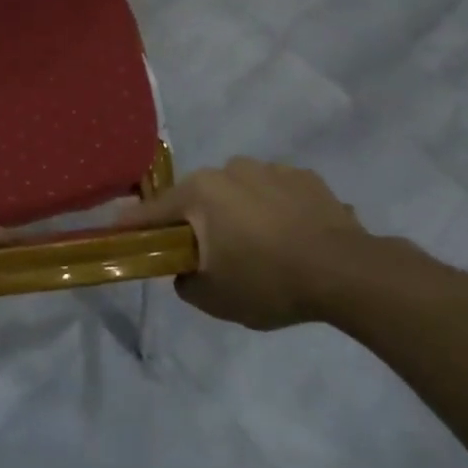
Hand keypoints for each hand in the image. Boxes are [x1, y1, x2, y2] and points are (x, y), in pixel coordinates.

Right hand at [116, 158, 371, 329]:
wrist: (349, 273)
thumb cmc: (268, 282)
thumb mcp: (213, 298)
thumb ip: (184, 282)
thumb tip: (184, 270)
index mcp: (200, 193)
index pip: (152, 211)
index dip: (133, 226)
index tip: (118, 233)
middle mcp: (229, 170)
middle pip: (198, 198)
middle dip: (196, 221)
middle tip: (207, 253)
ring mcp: (271, 169)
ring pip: (238, 191)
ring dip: (237, 212)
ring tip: (258, 246)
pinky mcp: (307, 177)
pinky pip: (275, 193)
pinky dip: (274, 210)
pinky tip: (290, 238)